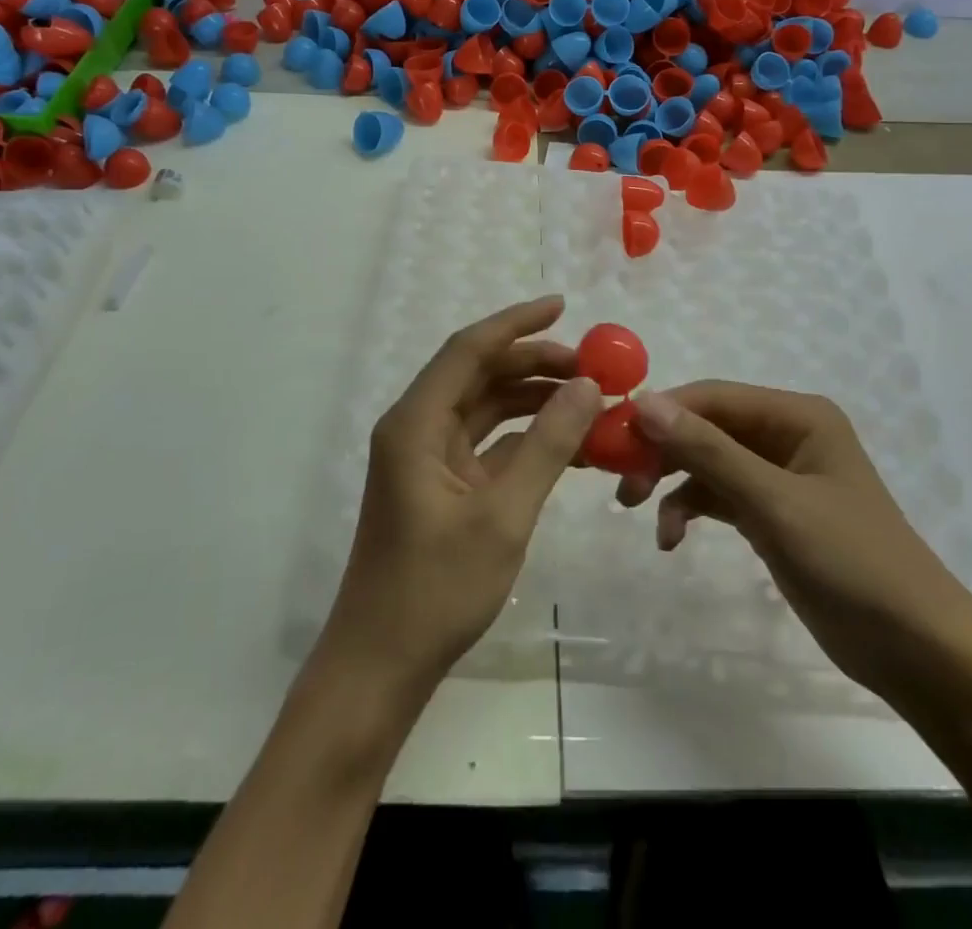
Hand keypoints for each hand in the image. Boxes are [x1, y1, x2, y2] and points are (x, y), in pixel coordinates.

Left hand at [320, 296, 602, 694]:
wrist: (381, 665)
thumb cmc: (436, 590)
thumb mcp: (503, 514)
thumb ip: (547, 446)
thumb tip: (587, 386)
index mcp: (415, 423)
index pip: (468, 349)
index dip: (516, 323)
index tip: (563, 305)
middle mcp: (416, 429)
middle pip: (477, 375)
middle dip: (532, 362)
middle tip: (590, 365)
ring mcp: (426, 459)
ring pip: (484, 408)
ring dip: (531, 399)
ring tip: (587, 397)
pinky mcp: (439, 486)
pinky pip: (486, 444)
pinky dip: (523, 437)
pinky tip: (566, 441)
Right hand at [624, 383, 971, 695]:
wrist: (917, 651)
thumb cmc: (852, 563)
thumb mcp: (774, 503)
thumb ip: (708, 451)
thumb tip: (643, 403)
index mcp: (797, 415)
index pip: (713, 397)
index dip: (662, 412)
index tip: (614, 439)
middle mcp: (785, 434)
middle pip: (705, 427)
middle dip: (662, 450)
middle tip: (623, 483)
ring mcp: (778, 474)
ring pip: (706, 460)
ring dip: (671, 481)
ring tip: (639, 510)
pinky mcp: (771, 512)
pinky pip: (717, 495)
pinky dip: (691, 509)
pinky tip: (671, 538)